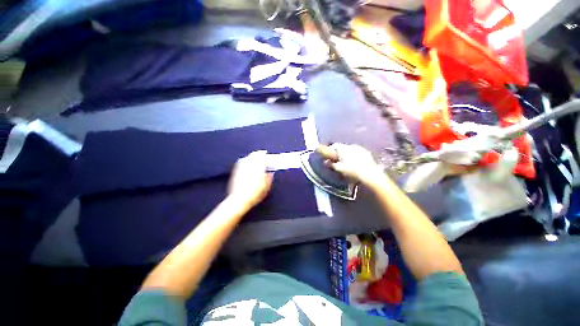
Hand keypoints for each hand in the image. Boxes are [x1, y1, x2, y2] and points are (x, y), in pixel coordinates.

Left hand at [227, 150, 273, 208]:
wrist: (239, 200)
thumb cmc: (254, 195)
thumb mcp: (266, 188)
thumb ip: (269, 179)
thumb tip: (271, 174)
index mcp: (259, 169)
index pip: (264, 159)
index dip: (268, 158)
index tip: (271, 158)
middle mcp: (250, 166)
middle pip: (255, 155)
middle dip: (260, 153)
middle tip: (263, 153)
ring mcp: (242, 168)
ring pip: (248, 158)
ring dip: (252, 155)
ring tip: (255, 156)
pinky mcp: (236, 172)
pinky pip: (242, 162)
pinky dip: (246, 160)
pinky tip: (246, 161)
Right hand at [317, 143, 384, 185]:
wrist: (370, 175)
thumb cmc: (352, 171)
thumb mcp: (339, 169)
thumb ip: (331, 164)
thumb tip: (325, 162)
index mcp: (343, 149)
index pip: (334, 145)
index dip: (330, 150)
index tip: (328, 156)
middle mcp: (351, 146)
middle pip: (342, 147)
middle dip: (338, 152)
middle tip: (336, 159)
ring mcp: (360, 149)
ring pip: (350, 149)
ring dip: (346, 153)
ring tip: (345, 161)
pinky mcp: (367, 153)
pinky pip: (357, 152)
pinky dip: (354, 155)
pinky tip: (355, 162)